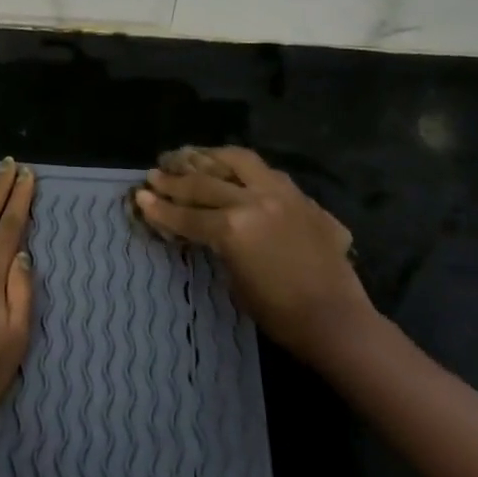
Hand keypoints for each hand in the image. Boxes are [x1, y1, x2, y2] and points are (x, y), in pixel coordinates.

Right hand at [134, 146, 372, 362]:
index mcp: (233, 228)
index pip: (187, 214)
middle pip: (205, 182)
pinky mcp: (303, 199)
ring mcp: (282, 194)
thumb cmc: (279, 314)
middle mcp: (254, 201)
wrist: (337, 321)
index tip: (140, 195)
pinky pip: (268, 173)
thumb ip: (217, 244)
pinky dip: (245, 170)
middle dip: (176, 177)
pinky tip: (235, 172)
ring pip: (239, 160)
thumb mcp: (234, 279)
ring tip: (192, 155)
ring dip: (211, 157)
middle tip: (157, 171)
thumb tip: (203, 229)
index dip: (160, 207)